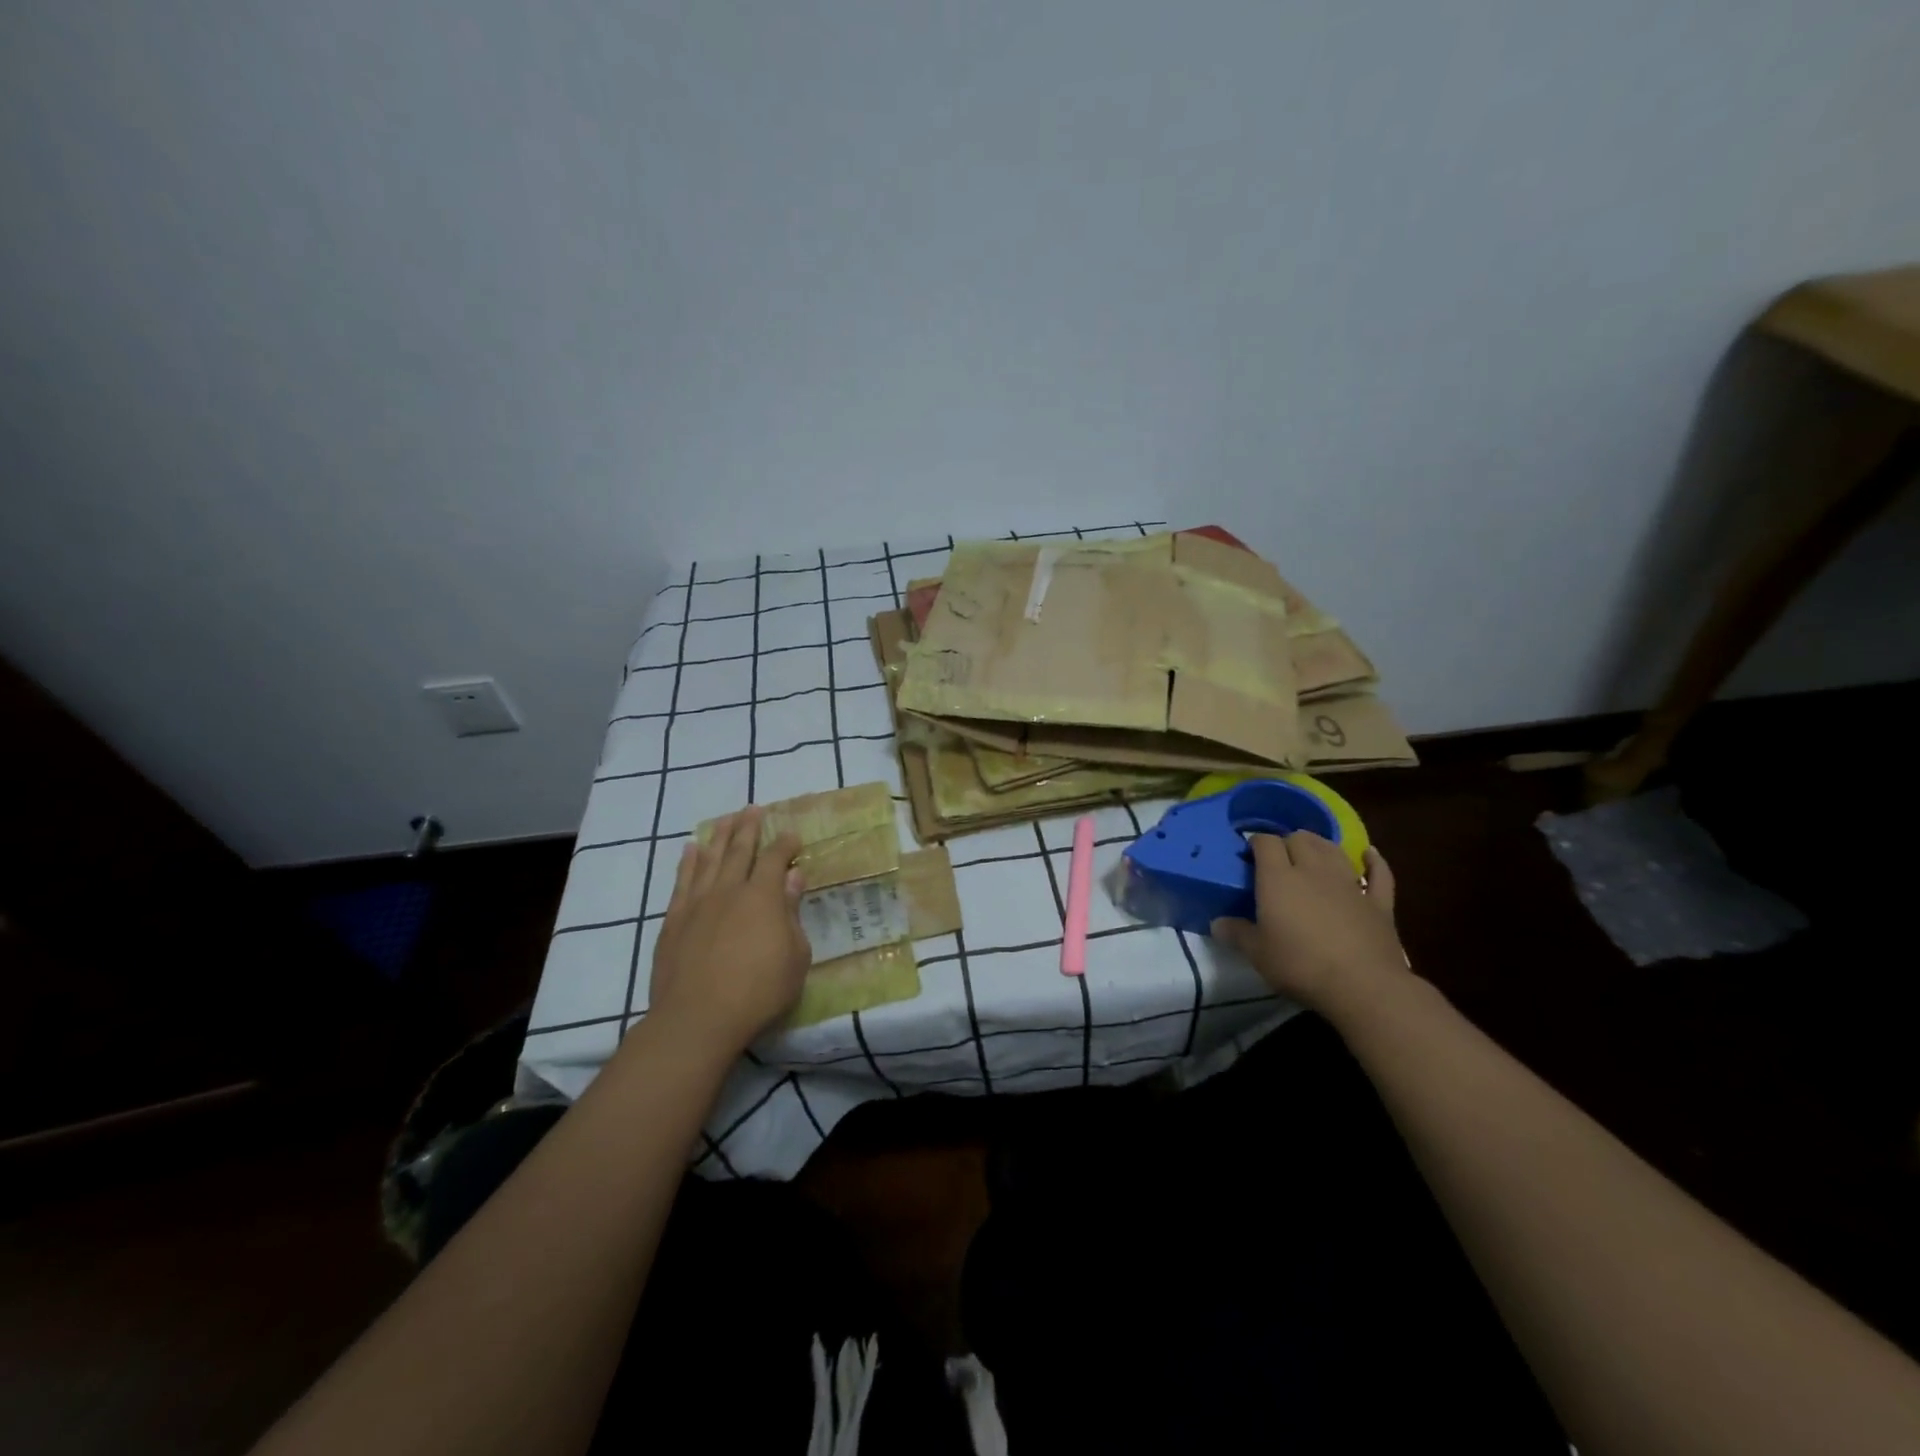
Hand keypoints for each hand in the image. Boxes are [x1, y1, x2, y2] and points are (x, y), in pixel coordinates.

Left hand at [646, 807, 809, 1056]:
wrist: (698, 1018)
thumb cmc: (759, 990)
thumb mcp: (795, 956)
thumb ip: (792, 913)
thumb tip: (792, 876)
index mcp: (763, 897)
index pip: (775, 859)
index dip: (785, 844)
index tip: (792, 835)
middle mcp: (729, 890)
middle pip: (739, 850)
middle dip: (748, 827)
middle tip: (753, 809)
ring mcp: (697, 903)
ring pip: (709, 859)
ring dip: (719, 837)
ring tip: (725, 819)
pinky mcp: (674, 920)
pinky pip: (682, 881)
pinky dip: (688, 862)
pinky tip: (691, 850)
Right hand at [1211, 832, 1404, 1014]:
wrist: (1363, 986)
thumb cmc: (1300, 966)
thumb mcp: (1257, 954)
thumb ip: (1237, 933)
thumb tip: (1216, 923)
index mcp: (1279, 878)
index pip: (1265, 842)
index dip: (1256, 843)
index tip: (1248, 856)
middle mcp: (1313, 870)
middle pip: (1300, 839)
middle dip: (1287, 842)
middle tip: (1278, 860)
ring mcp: (1349, 884)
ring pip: (1333, 849)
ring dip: (1320, 845)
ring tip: (1311, 853)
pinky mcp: (1378, 902)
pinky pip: (1379, 873)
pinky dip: (1374, 861)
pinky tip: (1370, 854)